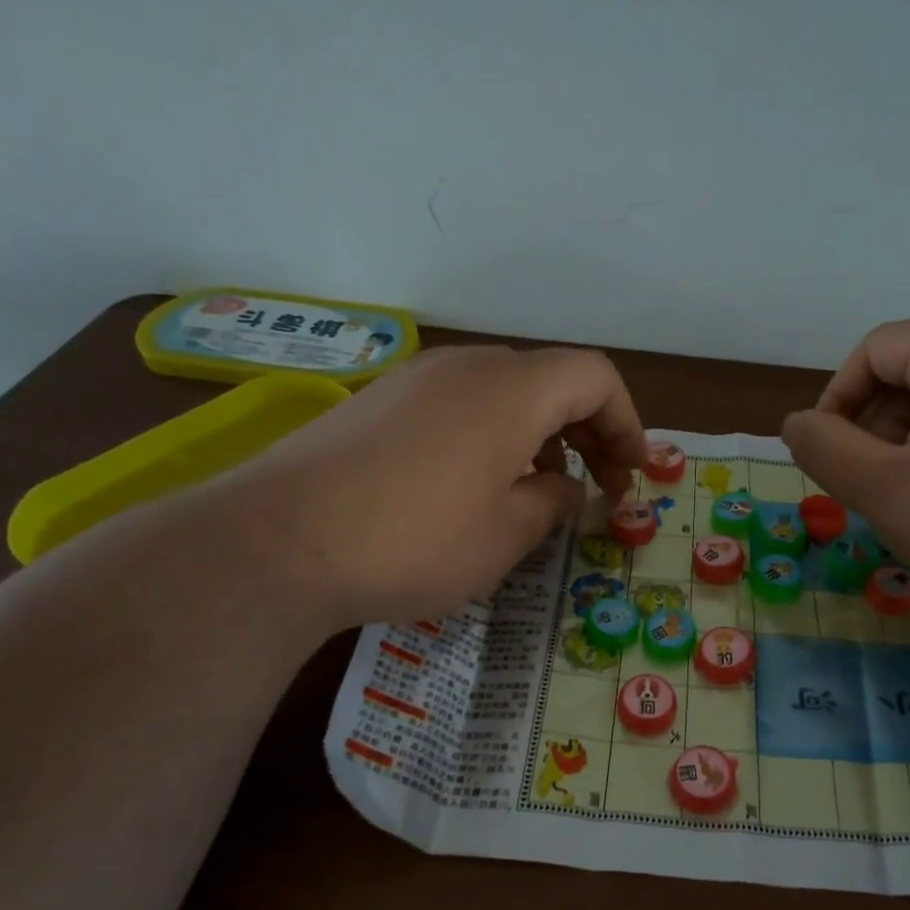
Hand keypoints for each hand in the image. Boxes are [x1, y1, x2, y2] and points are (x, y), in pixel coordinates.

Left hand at [220, 345, 646, 628]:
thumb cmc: (415, 541)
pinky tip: (475, 486)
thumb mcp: (506, 534)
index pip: (594, 377)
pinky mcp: (378, 403)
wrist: (278, 542)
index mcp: (511, 390)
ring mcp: (415, 380)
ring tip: (538, 490)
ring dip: (539, 434)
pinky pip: (457, 405)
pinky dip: (490, 435)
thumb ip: (553, 503)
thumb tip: (566, 489)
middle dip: (587, 430)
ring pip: (502, 391)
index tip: (631, 473)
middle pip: (549, 379)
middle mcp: (466, 367)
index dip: (626, 422)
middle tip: (596, 486)